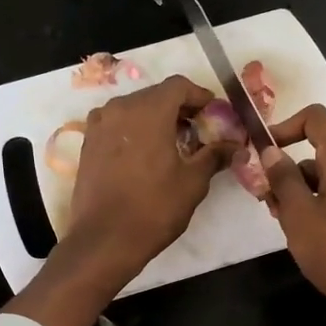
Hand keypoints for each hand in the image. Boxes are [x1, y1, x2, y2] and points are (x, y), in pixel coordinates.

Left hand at [64, 74, 235, 281]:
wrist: (105, 239)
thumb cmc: (154, 208)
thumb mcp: (193, 182)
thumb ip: (214, 156)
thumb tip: (237, 146)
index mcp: (149, 110)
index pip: (179, 86)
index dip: (200, 96)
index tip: (214, 114)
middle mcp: (120, 108)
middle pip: (155, 95)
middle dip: (179, 108)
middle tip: (198, 131)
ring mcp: (99, 125)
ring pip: (134, 109)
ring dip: (155, 118)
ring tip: (173, 143)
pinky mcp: (88, 143)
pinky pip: (116, 125)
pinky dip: (134, 131)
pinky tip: (146, 154)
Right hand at [263, 105, 325, 325]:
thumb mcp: (299, 215)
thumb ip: (283, 180)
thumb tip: (270, 150)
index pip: (317, 120)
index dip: (286, 126)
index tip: (263, 151)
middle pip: (315, 155)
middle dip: (284, 171)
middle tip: (264, 199)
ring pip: (320, 183)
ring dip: (295, 194)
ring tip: (279, 223)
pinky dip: (311, 211)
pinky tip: (301, 238)